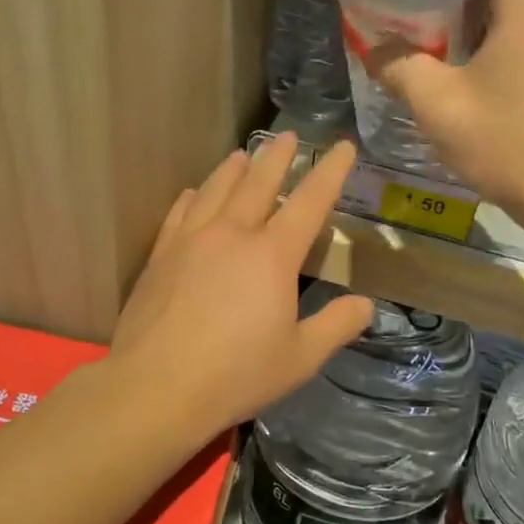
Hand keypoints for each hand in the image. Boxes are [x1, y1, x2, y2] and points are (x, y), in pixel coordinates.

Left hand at [110, 134, 373, 436]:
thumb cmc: (237, 374)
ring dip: (234, 169)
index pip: (310, 201)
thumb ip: (336, 326)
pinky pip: (180, 212)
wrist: (157, 386)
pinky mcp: (160, 255)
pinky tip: (194, 192)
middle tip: (289, 136)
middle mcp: (231, 234)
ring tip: (243, 155)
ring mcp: (191, 240)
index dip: (330, 171)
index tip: (342, 147)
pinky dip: (193, 196)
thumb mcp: (300, 358)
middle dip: (278, 157)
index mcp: (272, 255)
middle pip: (258, 182)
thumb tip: (366, 305)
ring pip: (216, 189)